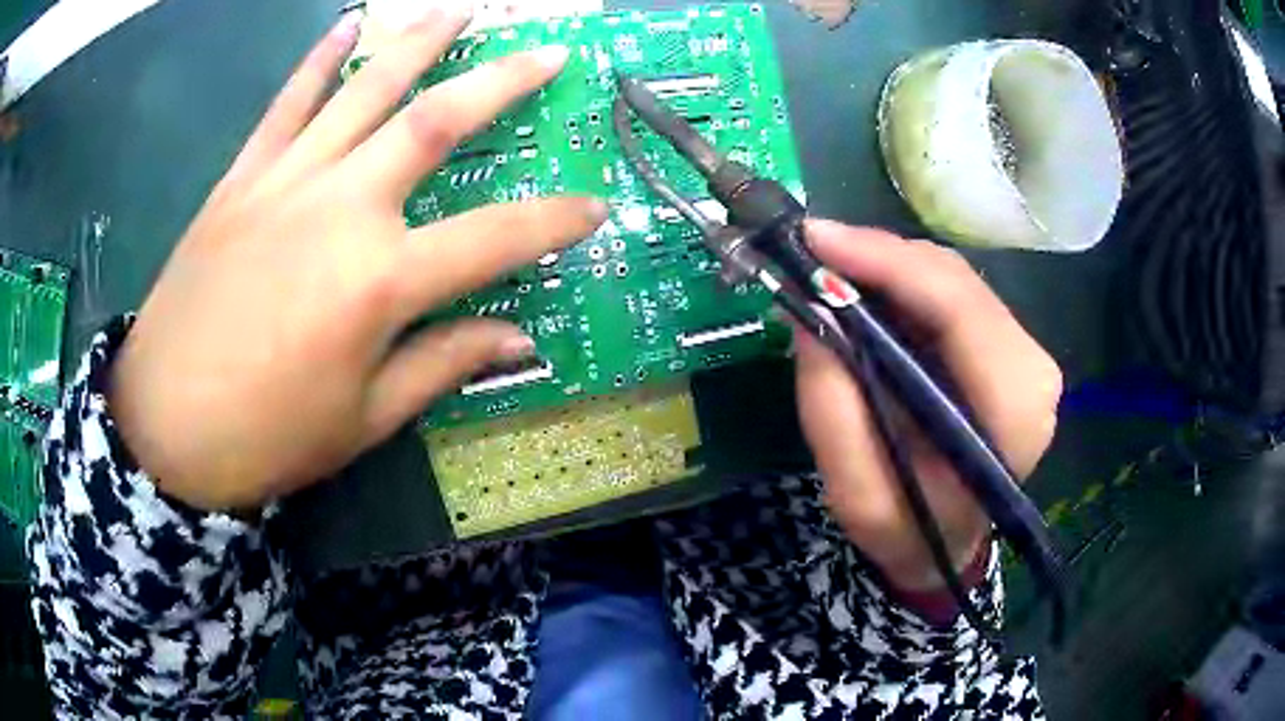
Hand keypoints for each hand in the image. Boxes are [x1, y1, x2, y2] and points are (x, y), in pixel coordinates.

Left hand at [108, 8, 605, 510]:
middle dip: (502, 81)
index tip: (595, 207)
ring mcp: (285, 181)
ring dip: (419, 42)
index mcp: (380, 280)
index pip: (496, 237)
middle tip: (547, 53)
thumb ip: (443, 363)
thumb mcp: (365, 418)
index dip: (555, 222)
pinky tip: (347, 24)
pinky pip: (286, 104)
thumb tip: (519, 340)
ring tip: (459, 10)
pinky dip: (319, 60)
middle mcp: (341, 208)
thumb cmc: (268, 436)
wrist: (165, 428)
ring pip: (364, 90)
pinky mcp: (241, 179)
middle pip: (435, 122)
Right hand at [795, 221, 1061, 591]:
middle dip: (879, 258)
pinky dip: (901, 284)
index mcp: (1011, 410)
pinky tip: (864, 291)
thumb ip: (833, 411)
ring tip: (829, 271)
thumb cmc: (910, 534)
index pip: (957, 308)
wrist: (947, 548)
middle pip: (954, 280)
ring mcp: (1023, 354)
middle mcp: (1030, 369)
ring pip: (951, 278)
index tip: (816, 241)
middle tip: (811, 253)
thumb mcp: (858, 497)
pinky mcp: (1005, 347)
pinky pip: (949, 294)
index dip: (887, 262)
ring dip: (887, 268)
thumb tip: (808, 315)